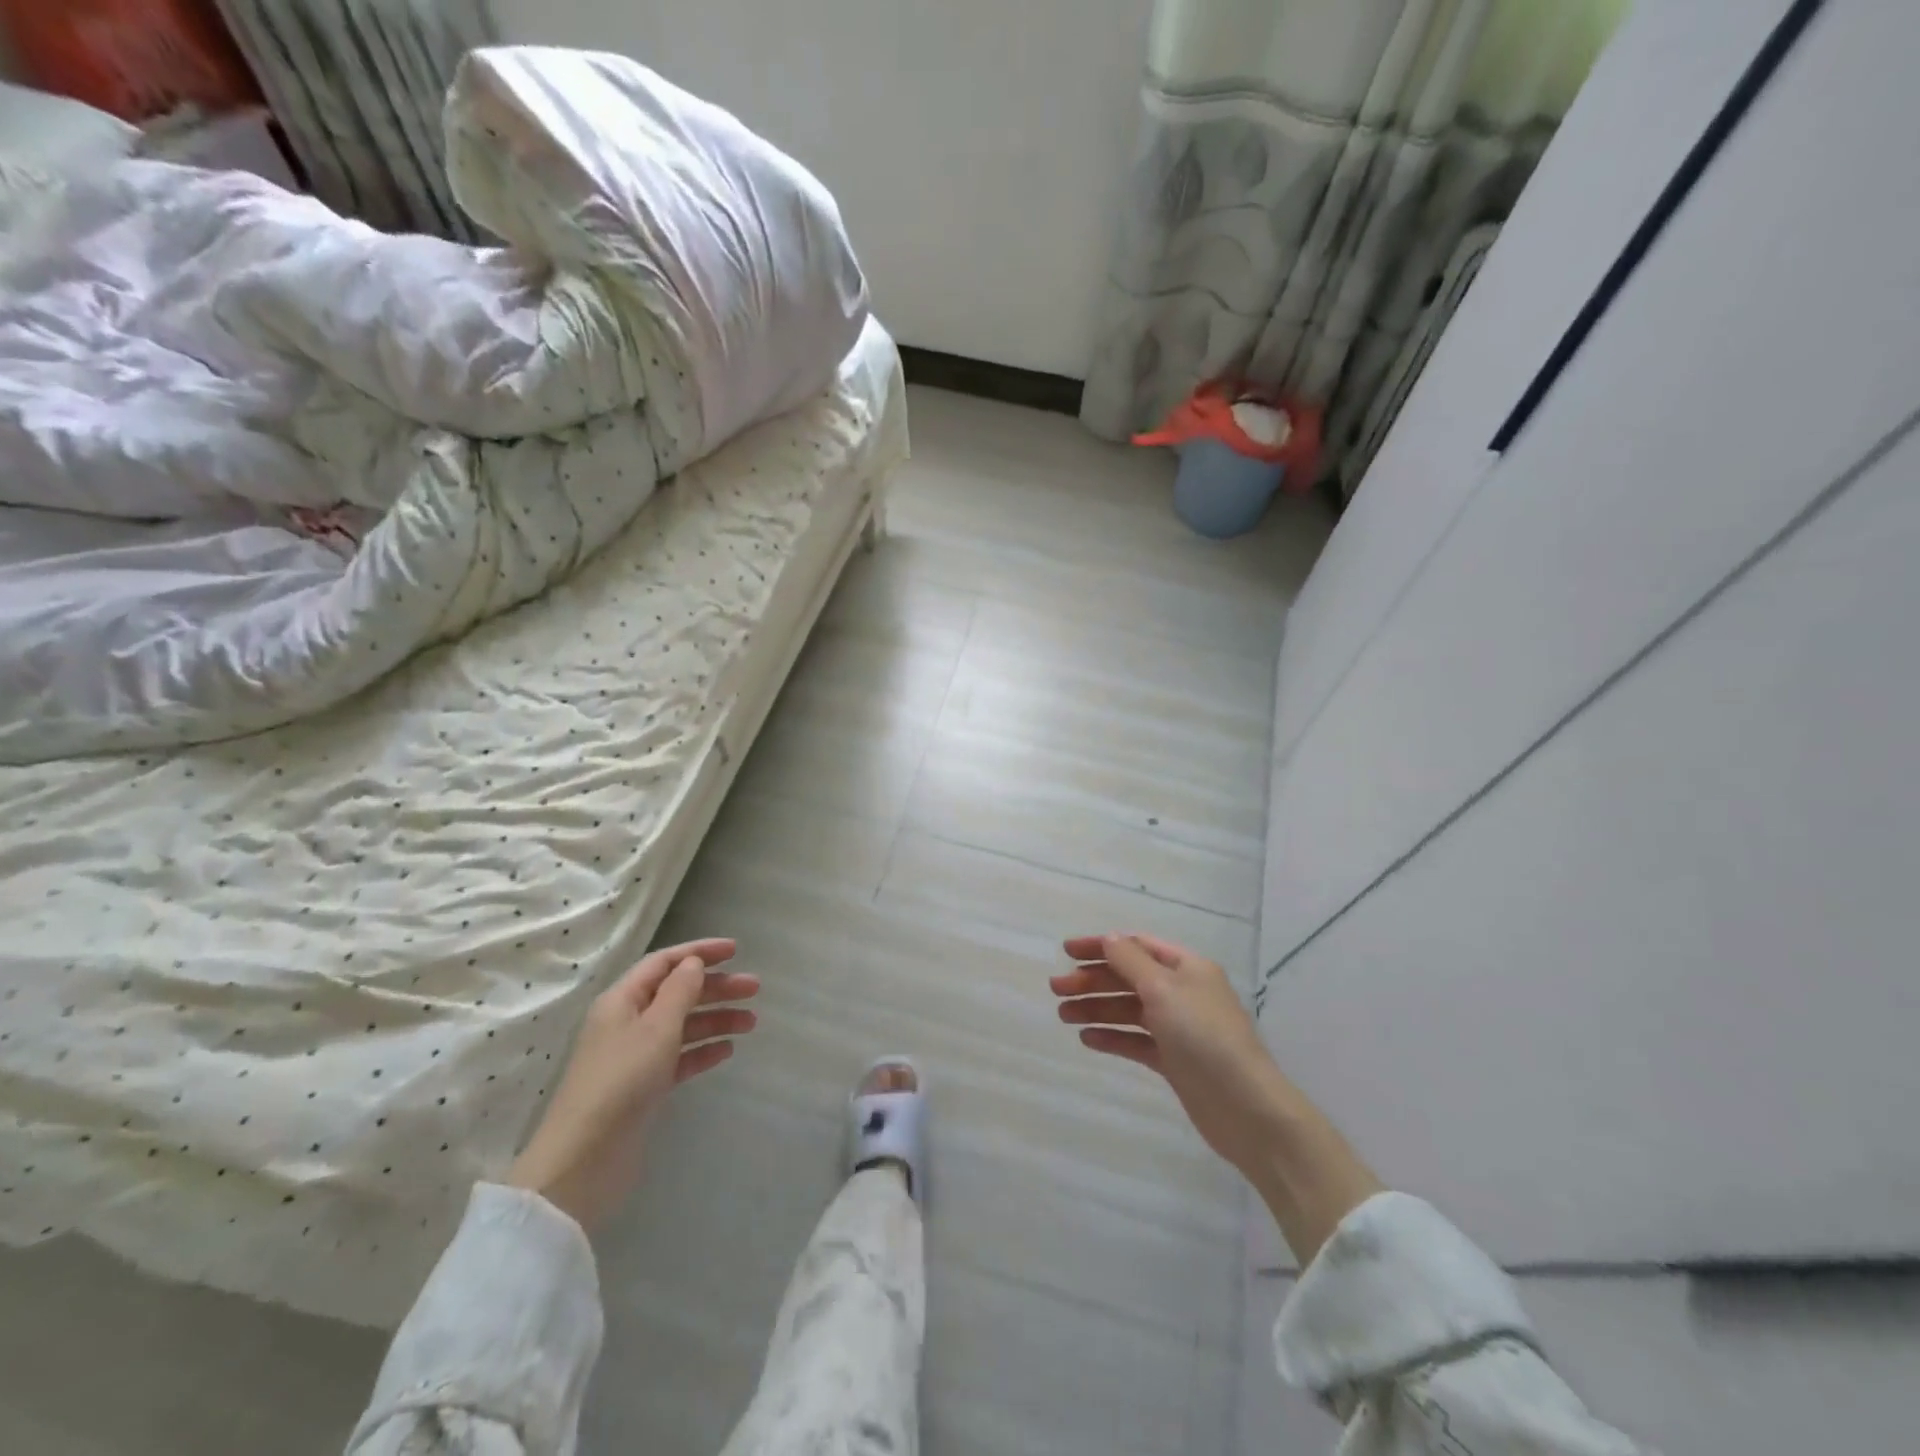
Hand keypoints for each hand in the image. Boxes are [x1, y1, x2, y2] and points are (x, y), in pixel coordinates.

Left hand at [507, 937, 757, 1231]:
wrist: (585, 1160)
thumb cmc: (622, 1081)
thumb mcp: (656, 1028)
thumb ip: (679, 991)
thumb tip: (693, 963)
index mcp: (622, 1000)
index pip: (664, 962)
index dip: (699, 952)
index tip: (736, 951)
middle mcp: (628, 1022)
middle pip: (677, 993)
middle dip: (716, 987)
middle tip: (755, 989)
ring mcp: (636, 1056)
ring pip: (683, 1025)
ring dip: (716, 1019)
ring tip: (752, 1022)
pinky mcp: (644, 1086)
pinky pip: (679, 1057)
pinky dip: (703, 1050)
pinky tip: (727, 1051)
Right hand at [1053, 934, 1291, 1175]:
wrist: (1246, 1108)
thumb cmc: (1204, 1037)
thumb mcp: (1164, 989)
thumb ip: (1131, 961)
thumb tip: (1108, 938)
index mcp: (1186, 967)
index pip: (1136, 945)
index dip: (1100, 945)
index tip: (1066, 952)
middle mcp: (1182, 992)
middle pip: (1129, 977)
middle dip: (1092, 980)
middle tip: (1056, 989)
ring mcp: (1178, 1028)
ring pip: (1129, 1010)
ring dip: (1096, 1008)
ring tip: (1064, 1016)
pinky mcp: (1174, 1060)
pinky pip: (1136, 1041)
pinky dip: (1112, 1037)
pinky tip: (1088, 1039)